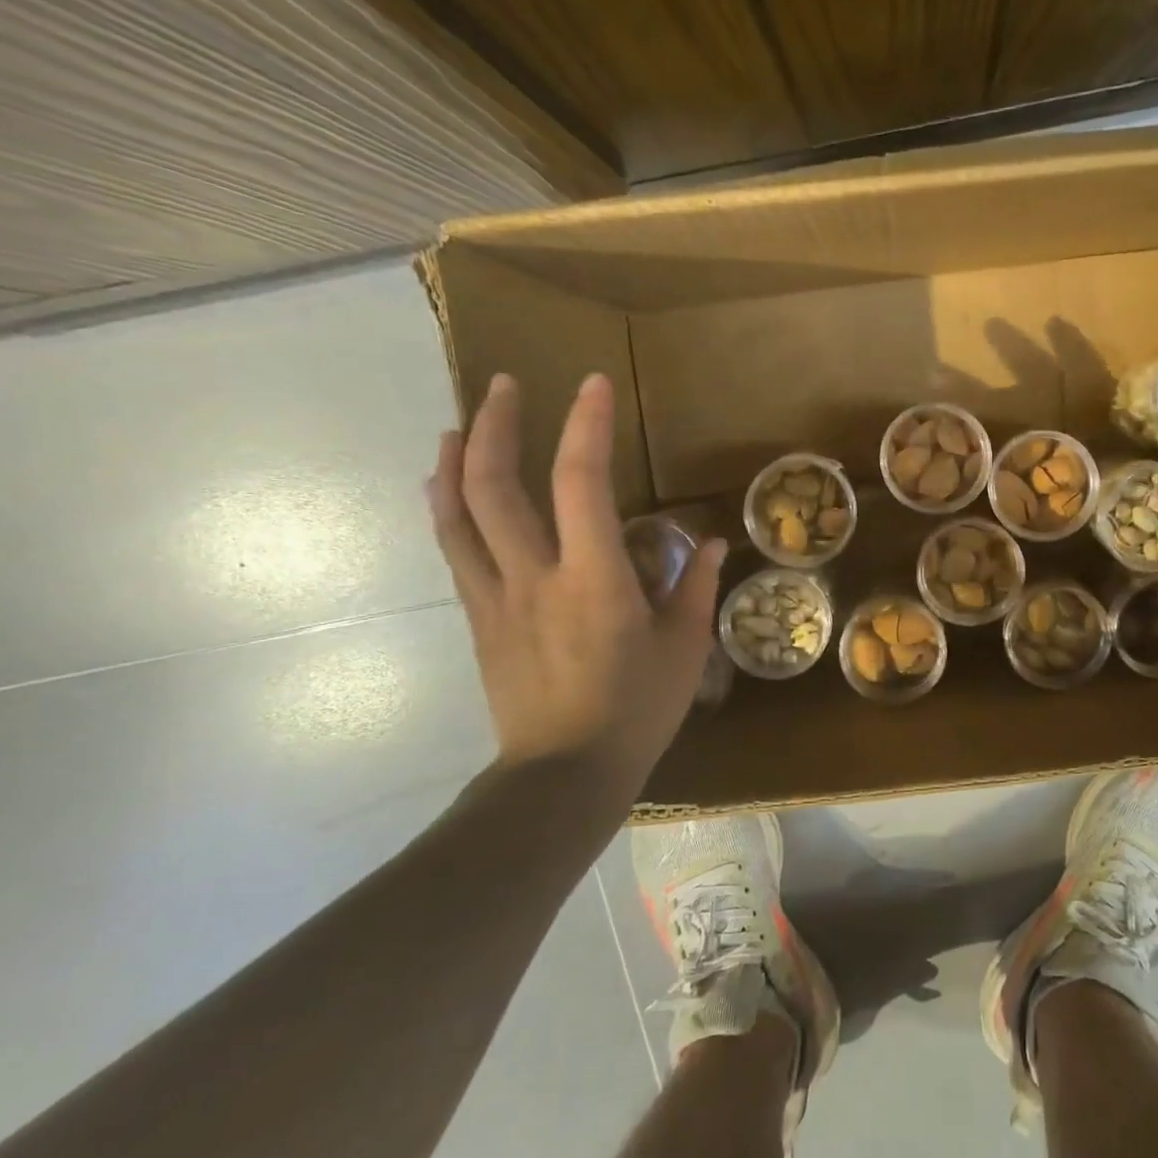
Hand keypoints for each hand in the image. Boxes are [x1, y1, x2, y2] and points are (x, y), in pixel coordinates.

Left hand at [427, 372, 723, 774]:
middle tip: (503, 385)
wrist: (564, 773)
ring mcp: (495, 596)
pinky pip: (455, 551)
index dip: (584, 426)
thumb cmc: (636, 710)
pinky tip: (447, 491)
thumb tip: (711, 544)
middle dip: (494, 424)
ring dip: (453, 460)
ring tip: (458, 424)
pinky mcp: (479, 619)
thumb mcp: (683, 649)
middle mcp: (534, 576)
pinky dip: (446, 509)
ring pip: (456, 514)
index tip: (591, 384)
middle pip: (493, 485)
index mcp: (594, 579)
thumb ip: (694, 588)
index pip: (582, 483)